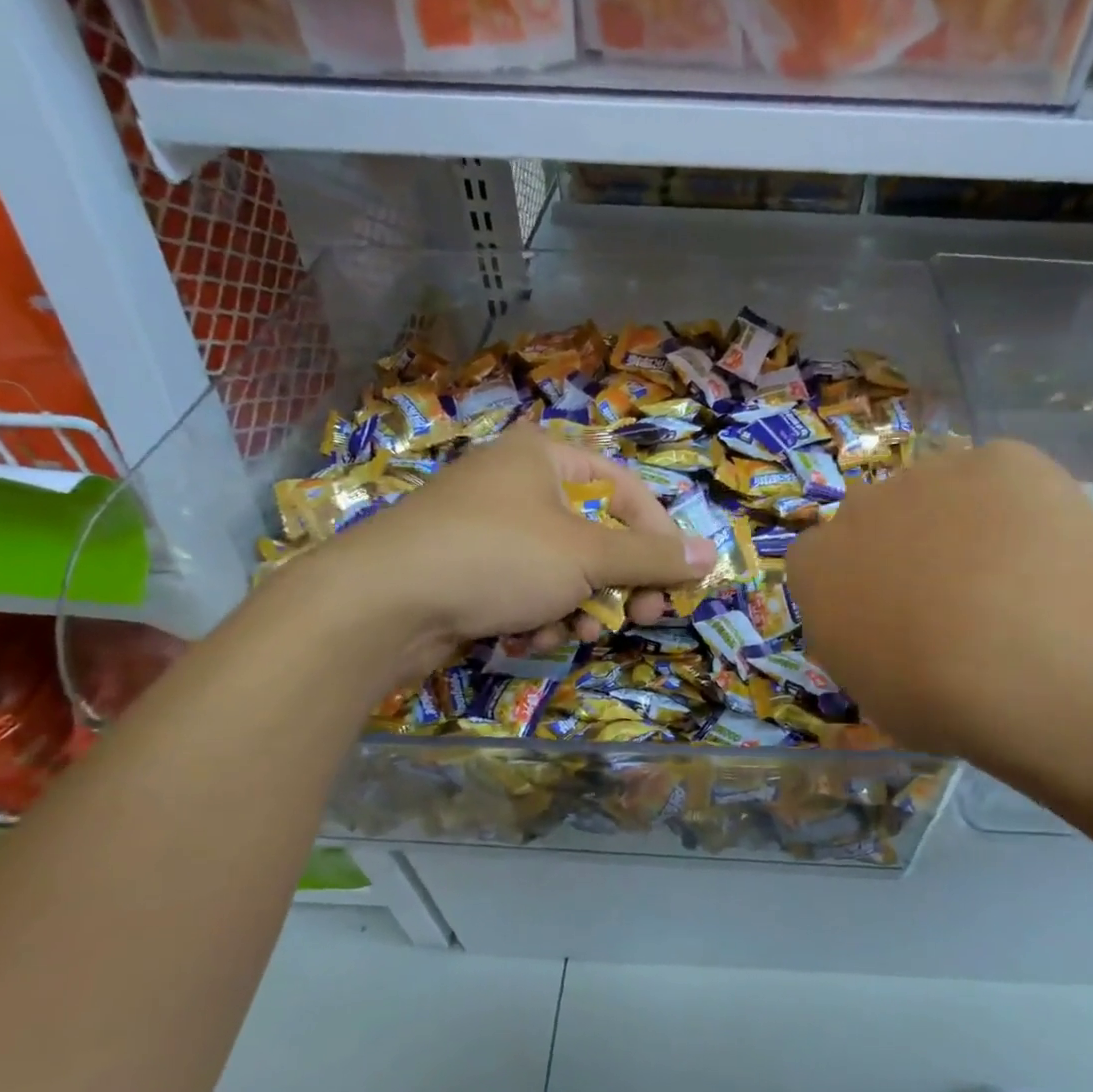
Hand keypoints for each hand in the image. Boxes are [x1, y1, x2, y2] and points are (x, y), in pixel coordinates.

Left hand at [314, 426, 718, 680]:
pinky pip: (523, 588)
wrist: (380, 604)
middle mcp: (516, 484)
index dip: (659, 537)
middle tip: (639, 617)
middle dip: (617, 582)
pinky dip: (536, 613)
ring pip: (562, 568)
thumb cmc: (496, 558)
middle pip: (595, 533)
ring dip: (578, 605)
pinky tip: (528, 635)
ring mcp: (487, 528)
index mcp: (544, 456)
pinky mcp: (465, 569)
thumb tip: (712, 555)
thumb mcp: (586, 556)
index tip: (676, 582)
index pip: (626, 490)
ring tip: (575, 632)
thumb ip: (651, 558)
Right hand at [786, 441, 1092, 787]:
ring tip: (1015, 579)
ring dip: (964, 524)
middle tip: (955, 600)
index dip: (857, 585)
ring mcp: (930, 475)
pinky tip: (1049, 552)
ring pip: (941, 493)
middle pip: (878, 518)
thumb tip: (893, 636)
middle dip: (906, 548)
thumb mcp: (878, 698)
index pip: (819, 560)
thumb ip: (868, 649)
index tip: (889, 617)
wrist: (1030, 657)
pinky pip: (1004, 479)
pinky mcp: (1000, 458)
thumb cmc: (937, 700)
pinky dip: (1022, 507)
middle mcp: (861, 508)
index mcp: (818, 568)